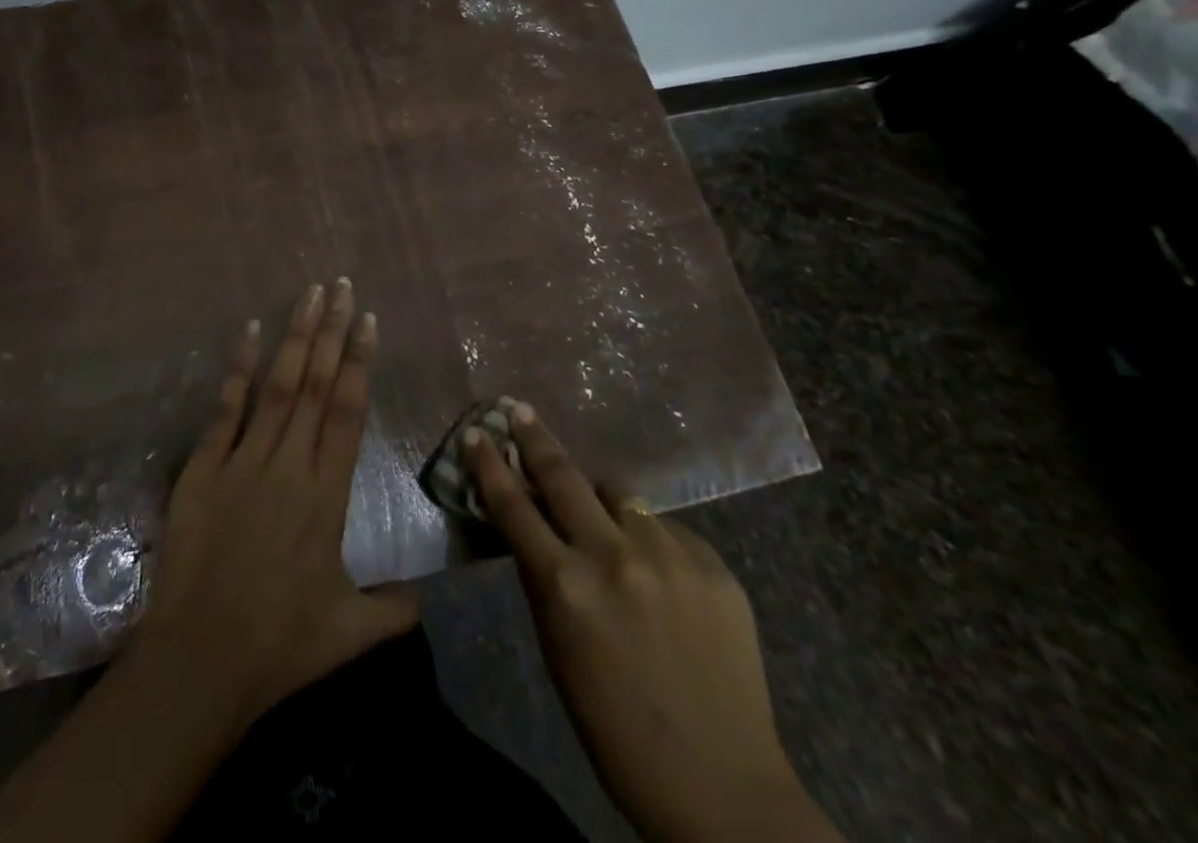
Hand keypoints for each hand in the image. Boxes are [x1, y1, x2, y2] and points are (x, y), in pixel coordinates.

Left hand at [0, 281, 415, 842]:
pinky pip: (225, 409)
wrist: (201, 663)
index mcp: (326, 495)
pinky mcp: (203, 469)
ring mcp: (243, 462)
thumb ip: (392, 609)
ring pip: (276, 386)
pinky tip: (247, 331)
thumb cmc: (280, 647)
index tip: (367, 320)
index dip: (358, 361)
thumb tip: (426, 599)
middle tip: (340, 285)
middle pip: (314, 384)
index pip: (347, 412)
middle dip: (330, 331)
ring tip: (308, 295)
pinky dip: (237, 369)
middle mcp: (288, 465)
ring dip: (294, 337)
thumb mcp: (348, 634)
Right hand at [466, 403, 841, 842]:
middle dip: (536, 438)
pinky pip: (667, 529)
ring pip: (620, 494)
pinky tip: (659, 573)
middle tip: (520, 411)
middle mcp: (613, 555)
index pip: (513, 505)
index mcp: (565, 584)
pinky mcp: (713, 565)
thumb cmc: (614, 724)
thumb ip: (542, 577)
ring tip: (605, 521)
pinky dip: (651, 540)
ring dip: (602, 500)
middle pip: (563, 474)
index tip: (476, 433)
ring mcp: (668, 555)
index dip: (489, 464)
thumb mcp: (557, 647)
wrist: (721, 785)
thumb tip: (530, 525)